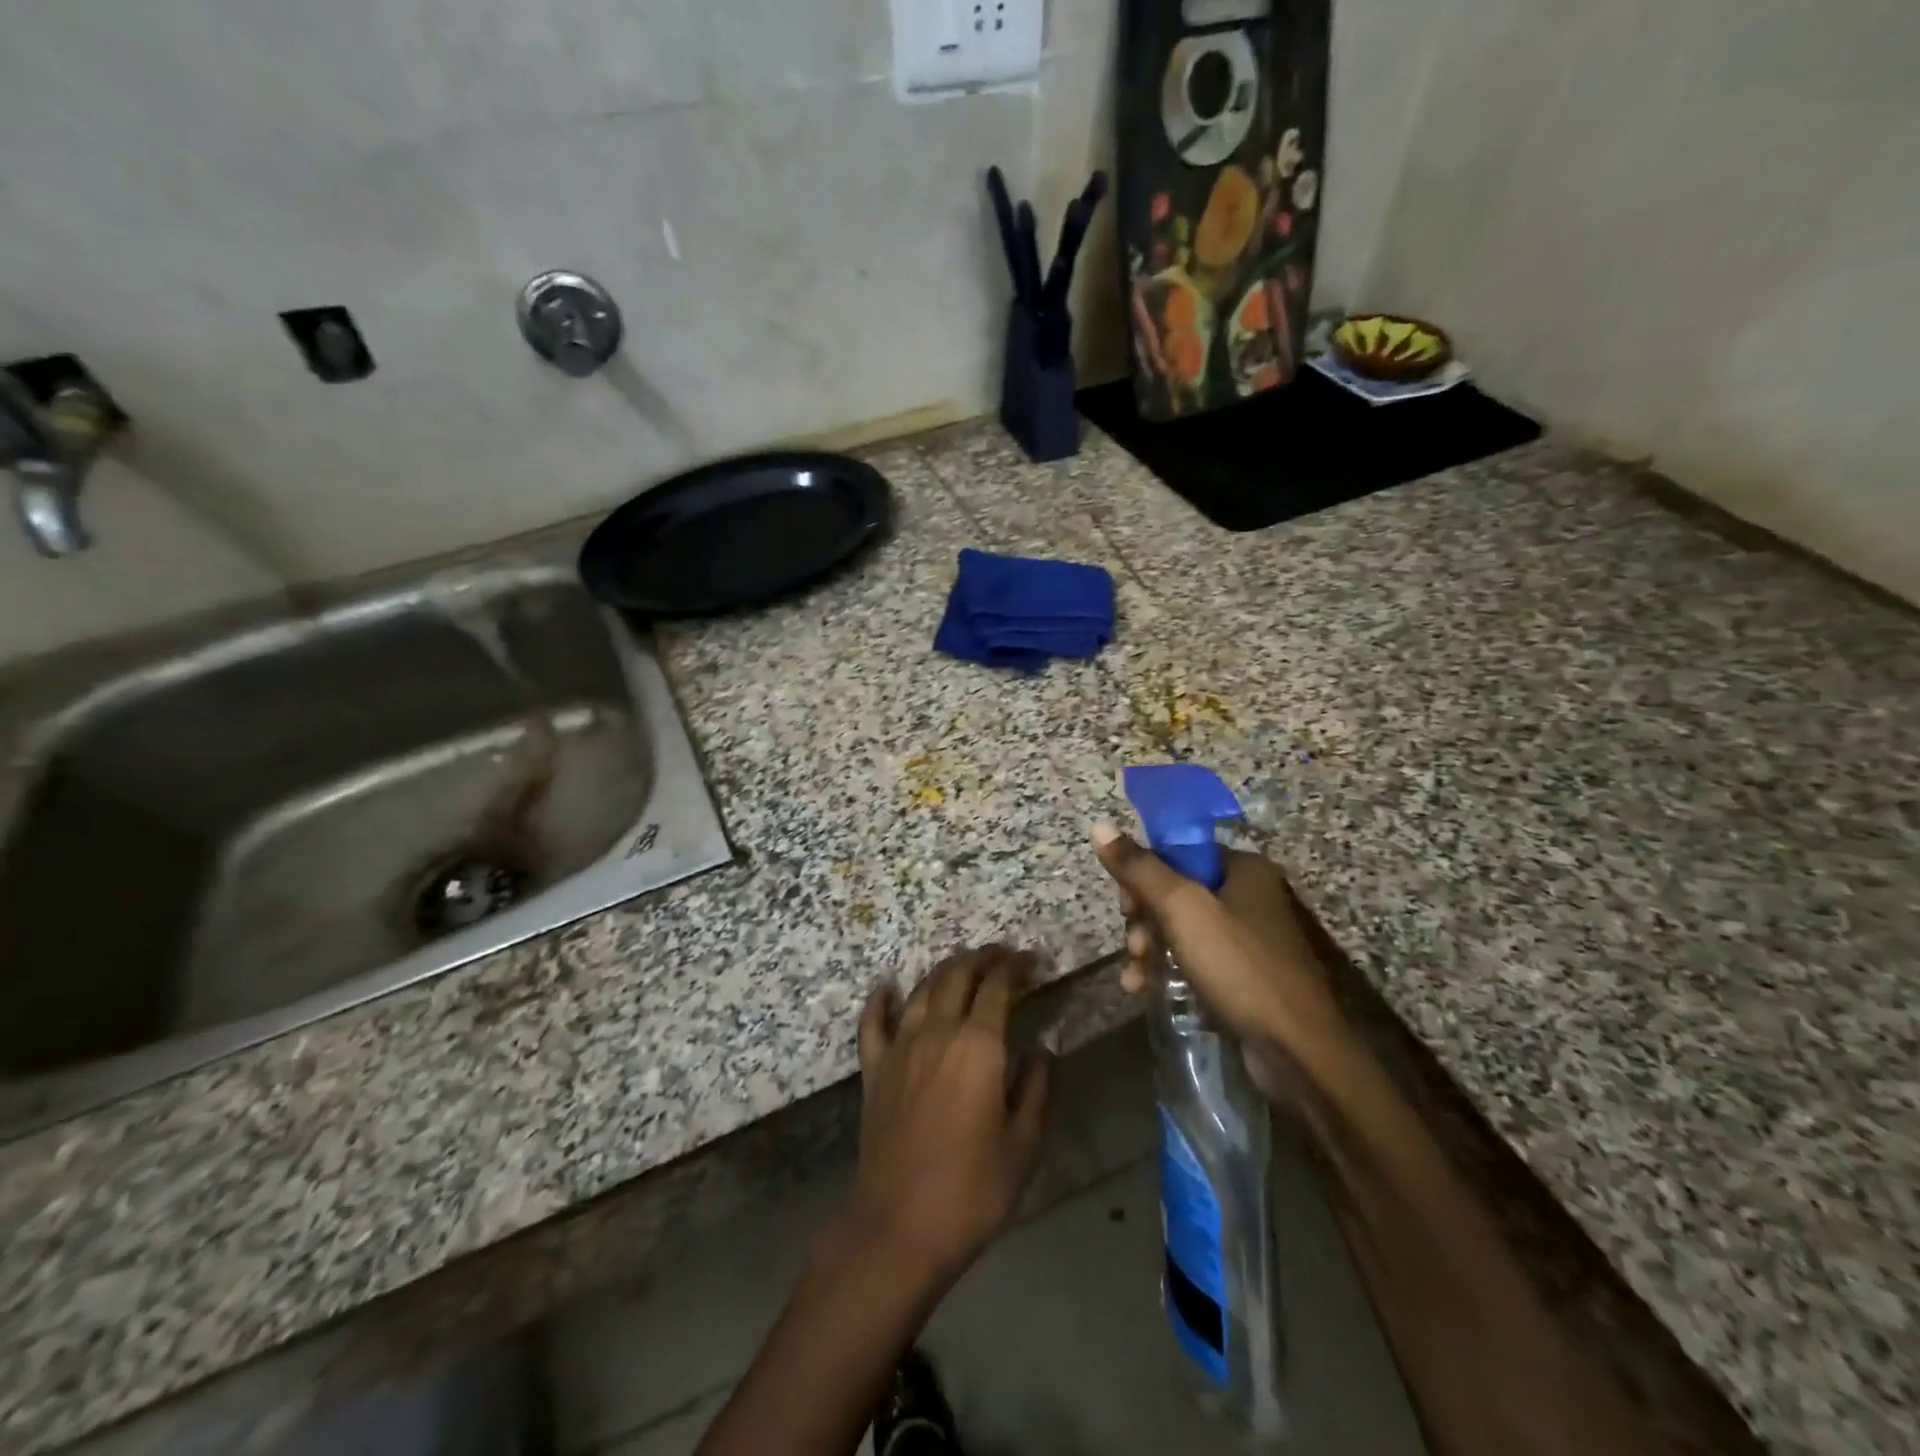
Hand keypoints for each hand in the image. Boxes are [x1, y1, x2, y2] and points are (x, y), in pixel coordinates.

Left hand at [843, 946, 1051, 1286]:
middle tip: (1003, 956)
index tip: (1032, 961)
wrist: (899, 1227)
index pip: (998, 986)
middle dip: (983, 957)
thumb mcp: (1024, 1144)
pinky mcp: (875, 1069)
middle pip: (958, 975)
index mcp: (979, 1046)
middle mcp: (937, 1032)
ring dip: (945, 970)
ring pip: (922, 990)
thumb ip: (1038, 1087)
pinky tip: (888, 986)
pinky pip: (873, 1022)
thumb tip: (1041, 1049)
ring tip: (963, 966)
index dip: (1016, 966)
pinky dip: (882, 999)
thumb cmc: (972, 1190)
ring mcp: (900, 1047)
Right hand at [1091, 824, 1345, 1068]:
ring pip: (1180, 928)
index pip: (1178, 852)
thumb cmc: (1238, 966)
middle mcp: (1249, 895)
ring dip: (1149, 948)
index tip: (1125, 905)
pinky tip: (1144, 989)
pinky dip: (1167, 969)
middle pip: (1175, 891)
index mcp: (1243, 868)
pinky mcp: (1244, 974)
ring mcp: (1248, 937)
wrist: (1297, 1050)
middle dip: (1143, 919)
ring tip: (1135, 977)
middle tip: (1133, 945)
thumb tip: (1100, 826)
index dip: (1143, 874)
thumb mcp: (1182, 909)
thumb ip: (1140, 868)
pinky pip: (1195, 958)